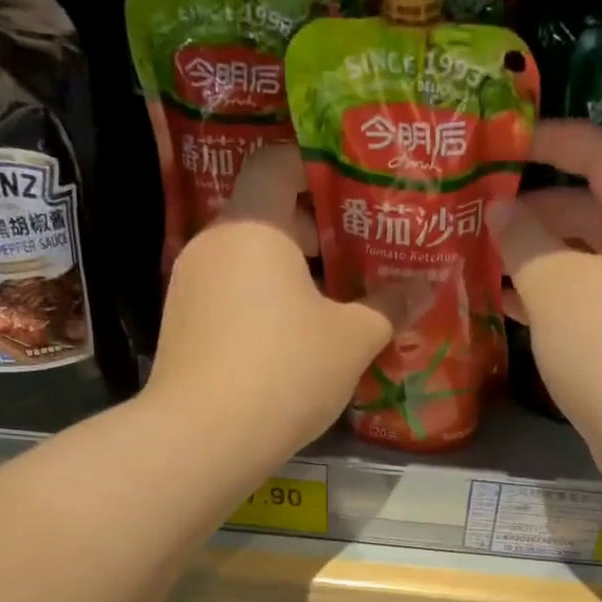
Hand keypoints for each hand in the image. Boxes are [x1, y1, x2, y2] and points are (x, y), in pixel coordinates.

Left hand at [144, 144, 399, 456]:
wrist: (204, 438)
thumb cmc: (286, 370)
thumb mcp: (352, 340)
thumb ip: (388, 307)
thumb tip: (421, 289)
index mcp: (253, 226)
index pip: (276, 163)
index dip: (315, 168)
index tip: (352, 192)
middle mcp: (213, 244)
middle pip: (263, 214)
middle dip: (312, 232)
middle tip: (356, 257)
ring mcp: (189, 286)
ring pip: (246, 260)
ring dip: (288, 274)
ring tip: (330, 305)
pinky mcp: (181, 326)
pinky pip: (229, 296)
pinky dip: (261, 304)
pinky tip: (291, 341)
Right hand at [490, 120, 601, 478]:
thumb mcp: (557, 286)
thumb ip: (524, 239)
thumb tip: (502, 210)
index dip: (554, 141)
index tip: (507, 143)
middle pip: (598, 206)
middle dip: (541, 207)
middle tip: (486, 212)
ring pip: (593, 257)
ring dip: (544, 255)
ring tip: (490, 258)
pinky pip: (597, 297)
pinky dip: (559, 295)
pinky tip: (514, 305)